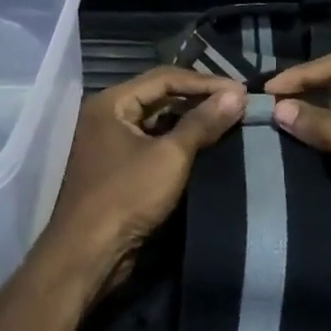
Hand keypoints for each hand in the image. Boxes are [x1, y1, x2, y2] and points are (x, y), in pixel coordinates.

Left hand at [41, 67, 245, 291]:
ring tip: (227, 121)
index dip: (205, 82)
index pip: (165, 78)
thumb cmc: (127, 196)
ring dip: (190, 120)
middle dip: (199, 98)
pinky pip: (152, 142)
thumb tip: (237, 95)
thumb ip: (202, 123)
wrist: (88, 253)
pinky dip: (178, 140)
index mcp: (111, 102)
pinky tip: (205, 145)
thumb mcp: (170, 156)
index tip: (241, 91)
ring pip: (157, 120)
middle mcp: (107, 115)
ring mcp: (110, 142)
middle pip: (159, 96)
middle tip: (237, 104)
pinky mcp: (118, 167)